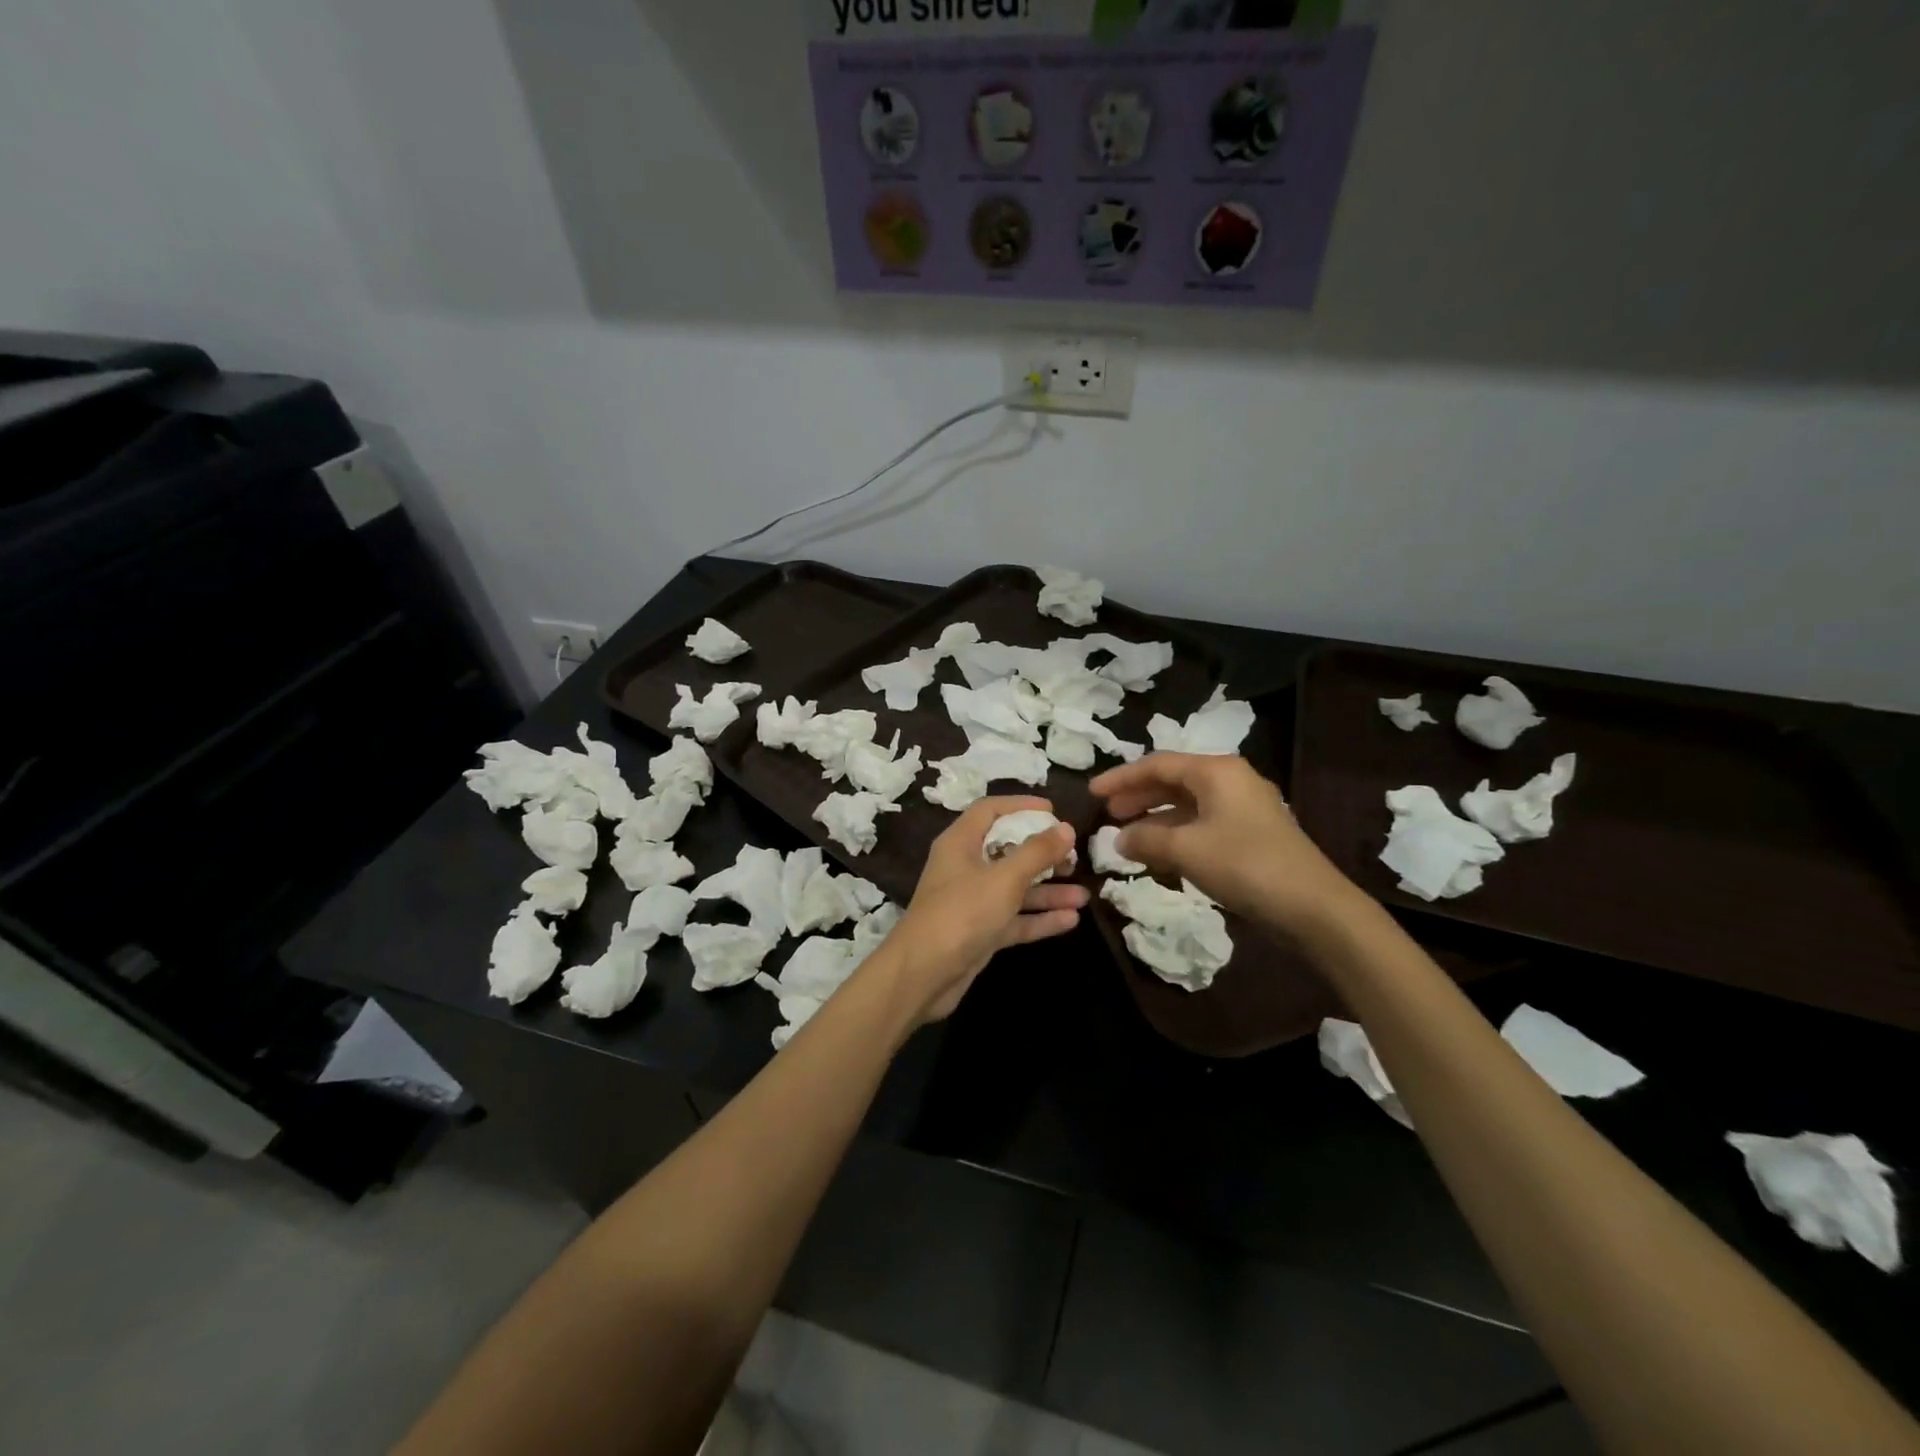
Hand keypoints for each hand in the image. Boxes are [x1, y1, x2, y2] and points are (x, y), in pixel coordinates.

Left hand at [882, 797, 1086, 1023]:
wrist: (923, 974)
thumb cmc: (962, 913)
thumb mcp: (1004, 878)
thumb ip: (1036, 852)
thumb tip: (1065, 828)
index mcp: (960, 843)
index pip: (990, 811)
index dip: (1020, 806)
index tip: (1053, 811)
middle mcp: (965, 868)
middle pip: (1007, 850)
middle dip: (1042, 854)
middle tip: (1074, 857)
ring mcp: (972, 902)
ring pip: (1015, 889)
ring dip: (1047, 891)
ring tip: (1083, 894)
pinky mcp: (980, 932)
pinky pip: (1015, 919)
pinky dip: (1039, 918)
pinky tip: (1071, 920)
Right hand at [1089, 754, 1366, 940]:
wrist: (1314, 908)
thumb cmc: (1244, 865)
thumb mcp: (1186, 850)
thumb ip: (1146, 839)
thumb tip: (1119, 838)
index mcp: (1216, 772)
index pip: (1158, 764)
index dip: (1121, 778)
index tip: (1092, 793)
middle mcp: (1231, 781)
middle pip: (1173, 781)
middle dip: (1138, 796)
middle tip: (1108, 813)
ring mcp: (1244, 809)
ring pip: (1188, 805)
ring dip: (1155, 819)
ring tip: (1126, 837)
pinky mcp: (1252, 836)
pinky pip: (1202, 825)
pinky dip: (1176, 835)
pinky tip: (1159, 854)